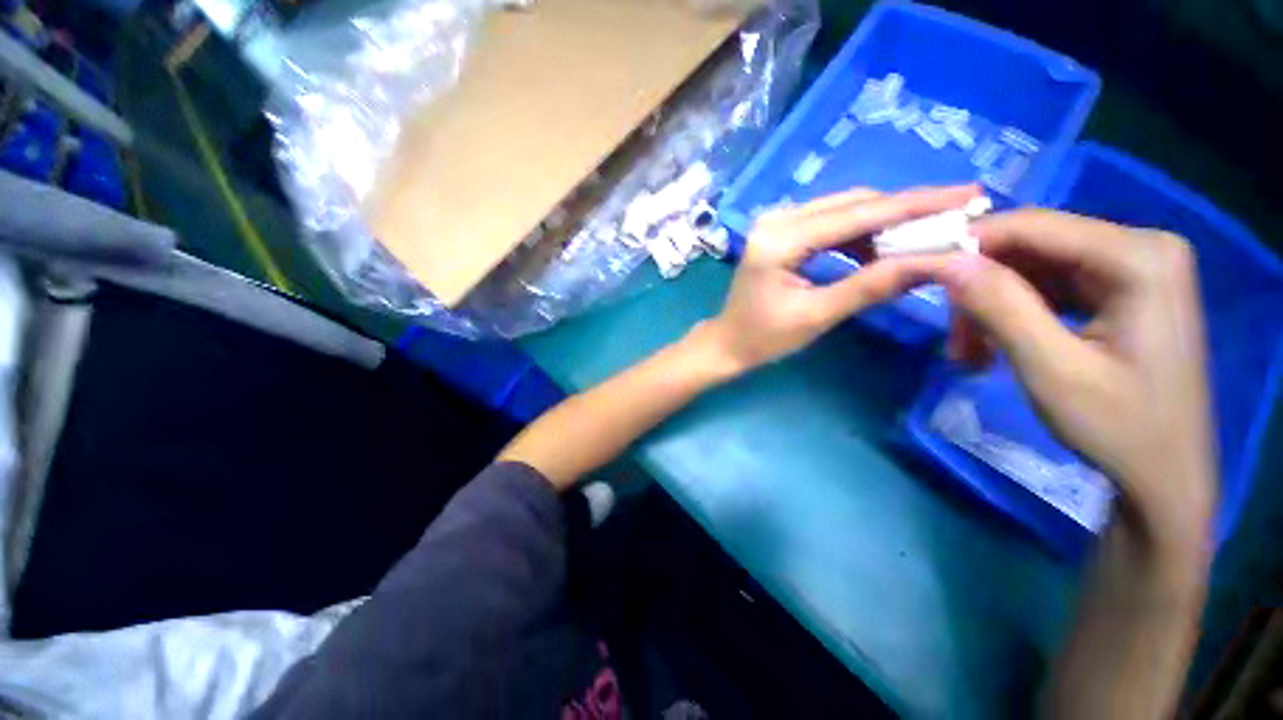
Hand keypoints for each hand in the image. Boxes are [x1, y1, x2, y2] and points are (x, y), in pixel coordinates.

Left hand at [701, 185, 980, 372]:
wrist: (728, 342)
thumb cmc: (764, 337)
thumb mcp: (817, 315)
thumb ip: (871, 286)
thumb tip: (934, 262)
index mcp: (780, 240)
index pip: (856, 214)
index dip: (915, 204)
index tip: (968, 194)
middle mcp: (777, 219)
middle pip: (853, 204)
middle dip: (905, 210)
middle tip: (958, 214)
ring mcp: (777, 223)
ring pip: (843, 210)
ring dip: (884, 221)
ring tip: (928, 234)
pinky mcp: (781, 233)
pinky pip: (829, 223)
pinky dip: (860, 233)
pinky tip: (883, 247)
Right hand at [931, 210, 1215, 556]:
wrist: (1165, 478)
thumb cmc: (1120, 429)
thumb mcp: (1052, 369)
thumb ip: (1001, 307)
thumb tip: (946, 262)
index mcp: (1139, 257)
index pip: (1033, 226)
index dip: (967, 245)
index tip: (918, 274)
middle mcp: (1141, 247)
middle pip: (1032, 247)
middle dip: (981, 289)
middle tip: (954, 341)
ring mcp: (1134, 268)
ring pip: (1034, 268)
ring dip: (993, 307)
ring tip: (971, 355)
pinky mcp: (1123, 290)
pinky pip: (1050, 287)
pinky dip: (1014, 314)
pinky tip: (998, 347)